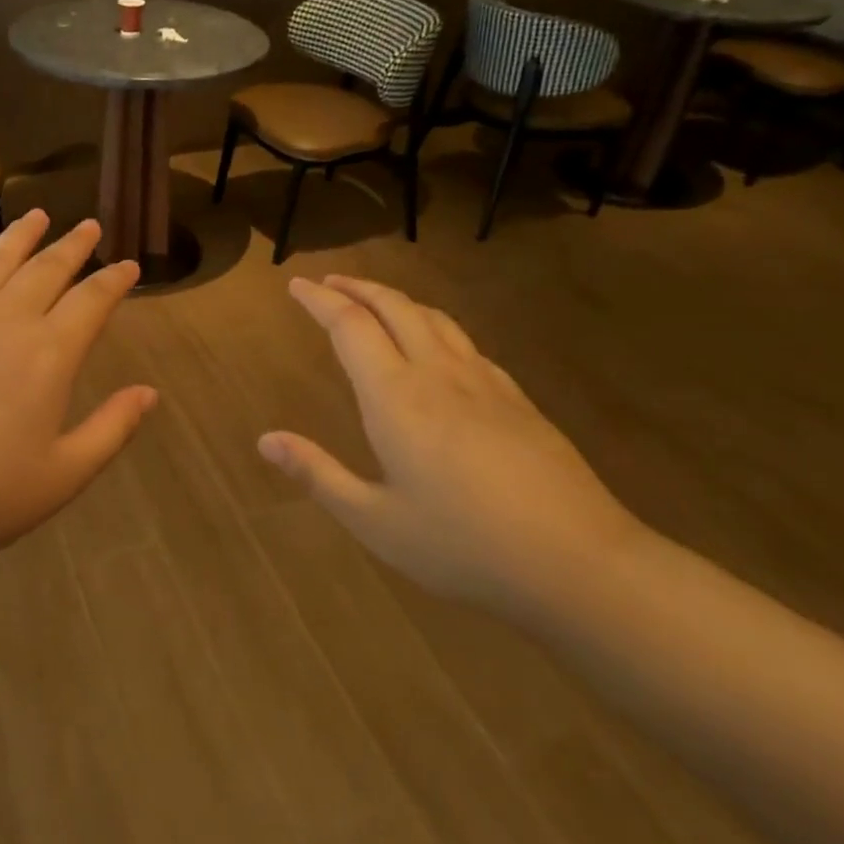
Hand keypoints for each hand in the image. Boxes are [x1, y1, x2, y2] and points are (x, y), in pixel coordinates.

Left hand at [0, 210, 156, 586]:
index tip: (128, 266)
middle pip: (46, 269)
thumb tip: (149, 393)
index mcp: (48, 355)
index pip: (92, 300)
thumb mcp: (63, 475)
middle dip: (73, 245)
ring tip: (38, 215)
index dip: (115, 280)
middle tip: (89, 226)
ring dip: (20, 235)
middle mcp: (4, 321)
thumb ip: (112, 428)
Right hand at [259, 275, 642, 613]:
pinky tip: (437, 347)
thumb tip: (265, 440)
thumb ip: (318, 474)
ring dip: (397, 299)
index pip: (350, 326)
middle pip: (394, 307)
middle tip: (328, 281)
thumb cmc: (463, 545)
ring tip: (374, 300)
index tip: (297, 286)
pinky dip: (435, 326)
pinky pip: (465, 343)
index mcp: (396, 398)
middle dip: (357, 287)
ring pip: (434, 318)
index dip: (320, 301)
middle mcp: (438, 374)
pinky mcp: (516, 399)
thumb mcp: (375, 521)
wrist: (578, 561)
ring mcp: (484, 383)